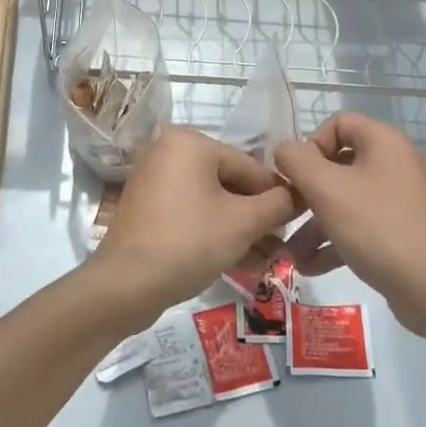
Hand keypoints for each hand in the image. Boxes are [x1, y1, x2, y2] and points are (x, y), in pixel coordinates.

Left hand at [89, 127, 298, 328]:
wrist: (126, 284)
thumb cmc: (189, 241)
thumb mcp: (243, 222)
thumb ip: (277, 204)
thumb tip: (299, 195)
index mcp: (190, 142)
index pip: (249, 166)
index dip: (277, 195)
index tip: (298, 221)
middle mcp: (168, 152)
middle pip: (229, 183)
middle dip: (257, 217)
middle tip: (282, 246)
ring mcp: (154, 181)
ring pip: (211, 202)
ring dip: (240, 230)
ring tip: (268, 260)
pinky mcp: (148, 210)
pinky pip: (191, 214)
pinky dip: (215, 233)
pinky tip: (242, 262)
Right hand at [274, 112, 425, 335]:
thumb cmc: (376, 227)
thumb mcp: (326, 189)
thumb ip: (296, 161)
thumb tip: (284, 150)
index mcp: (385, 142)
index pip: (339, 122)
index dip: (310, 144)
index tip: (295, 175)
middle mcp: (397, 164)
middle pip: (339, 164)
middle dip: (306, 193)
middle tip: (286, 214)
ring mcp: (402, 199)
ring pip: (347, 199)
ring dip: (315, 224)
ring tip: (291, 254)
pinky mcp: (403, 230)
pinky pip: (362, 224)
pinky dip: (336, 240)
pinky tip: (311, 266)